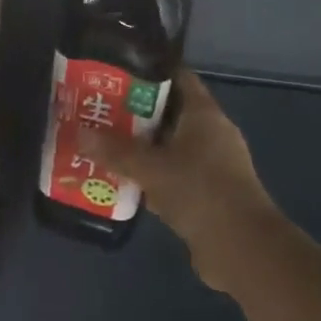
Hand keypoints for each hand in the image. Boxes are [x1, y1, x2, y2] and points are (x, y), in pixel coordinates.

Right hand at [83, 70, 280, 295]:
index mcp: (204, 115)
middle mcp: (212, 134)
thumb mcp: (151, 168)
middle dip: (135, 114)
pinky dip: (152, 177)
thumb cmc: (199, 191)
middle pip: (170, 114)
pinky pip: (174, 176)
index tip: (116, 74)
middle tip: (99, 112)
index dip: (149, 72)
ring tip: (103, 145)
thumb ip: (115, 150)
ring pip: (170, 148)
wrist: (241, 247)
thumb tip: (79, 132)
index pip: (178, 78)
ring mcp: (213, 165)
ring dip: (142, 149)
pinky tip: (123, 182)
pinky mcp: (209, 194)